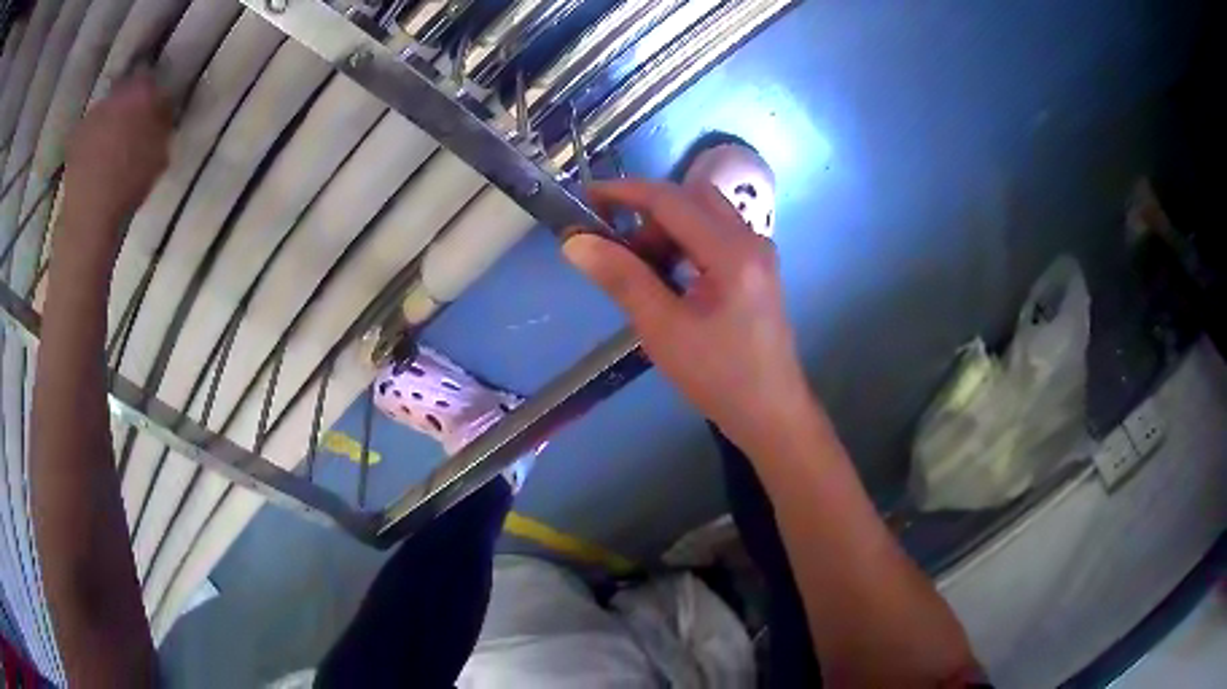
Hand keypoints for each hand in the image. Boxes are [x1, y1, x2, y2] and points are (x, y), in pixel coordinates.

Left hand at [62, 71, 170, 232]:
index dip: (153, 91)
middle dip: (128, 103)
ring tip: (110, 146)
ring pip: (106, 108)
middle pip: (126, 89)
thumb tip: (162, 107)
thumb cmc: (129, 183)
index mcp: (142, 91)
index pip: (152, 77)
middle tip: (131, 126)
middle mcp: (117, 92)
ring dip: (109, 120)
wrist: (90, 214)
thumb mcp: (160, 152)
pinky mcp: (75, 135)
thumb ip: (162, 121)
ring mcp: (93, 113)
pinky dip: (92, 138)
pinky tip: (94, 158)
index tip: (154, 107)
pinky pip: (88, 129)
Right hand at [564, 180, 816, 451]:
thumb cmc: (717, 377)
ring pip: (704, 214)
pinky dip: (685, 243)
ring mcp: (758, 253)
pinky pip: (715, 235)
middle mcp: (750, 240)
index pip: (671, 199)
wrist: (770, 412)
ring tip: (642, 270)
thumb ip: (622, 278)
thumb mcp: (662, 329)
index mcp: (731, 251)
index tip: (585, 198)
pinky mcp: (756, 268)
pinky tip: (669, 278)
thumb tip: (575, 242)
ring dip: (666, 229)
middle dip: (648, 213)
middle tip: (619, 248)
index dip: (624, 192)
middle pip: (691, 198)